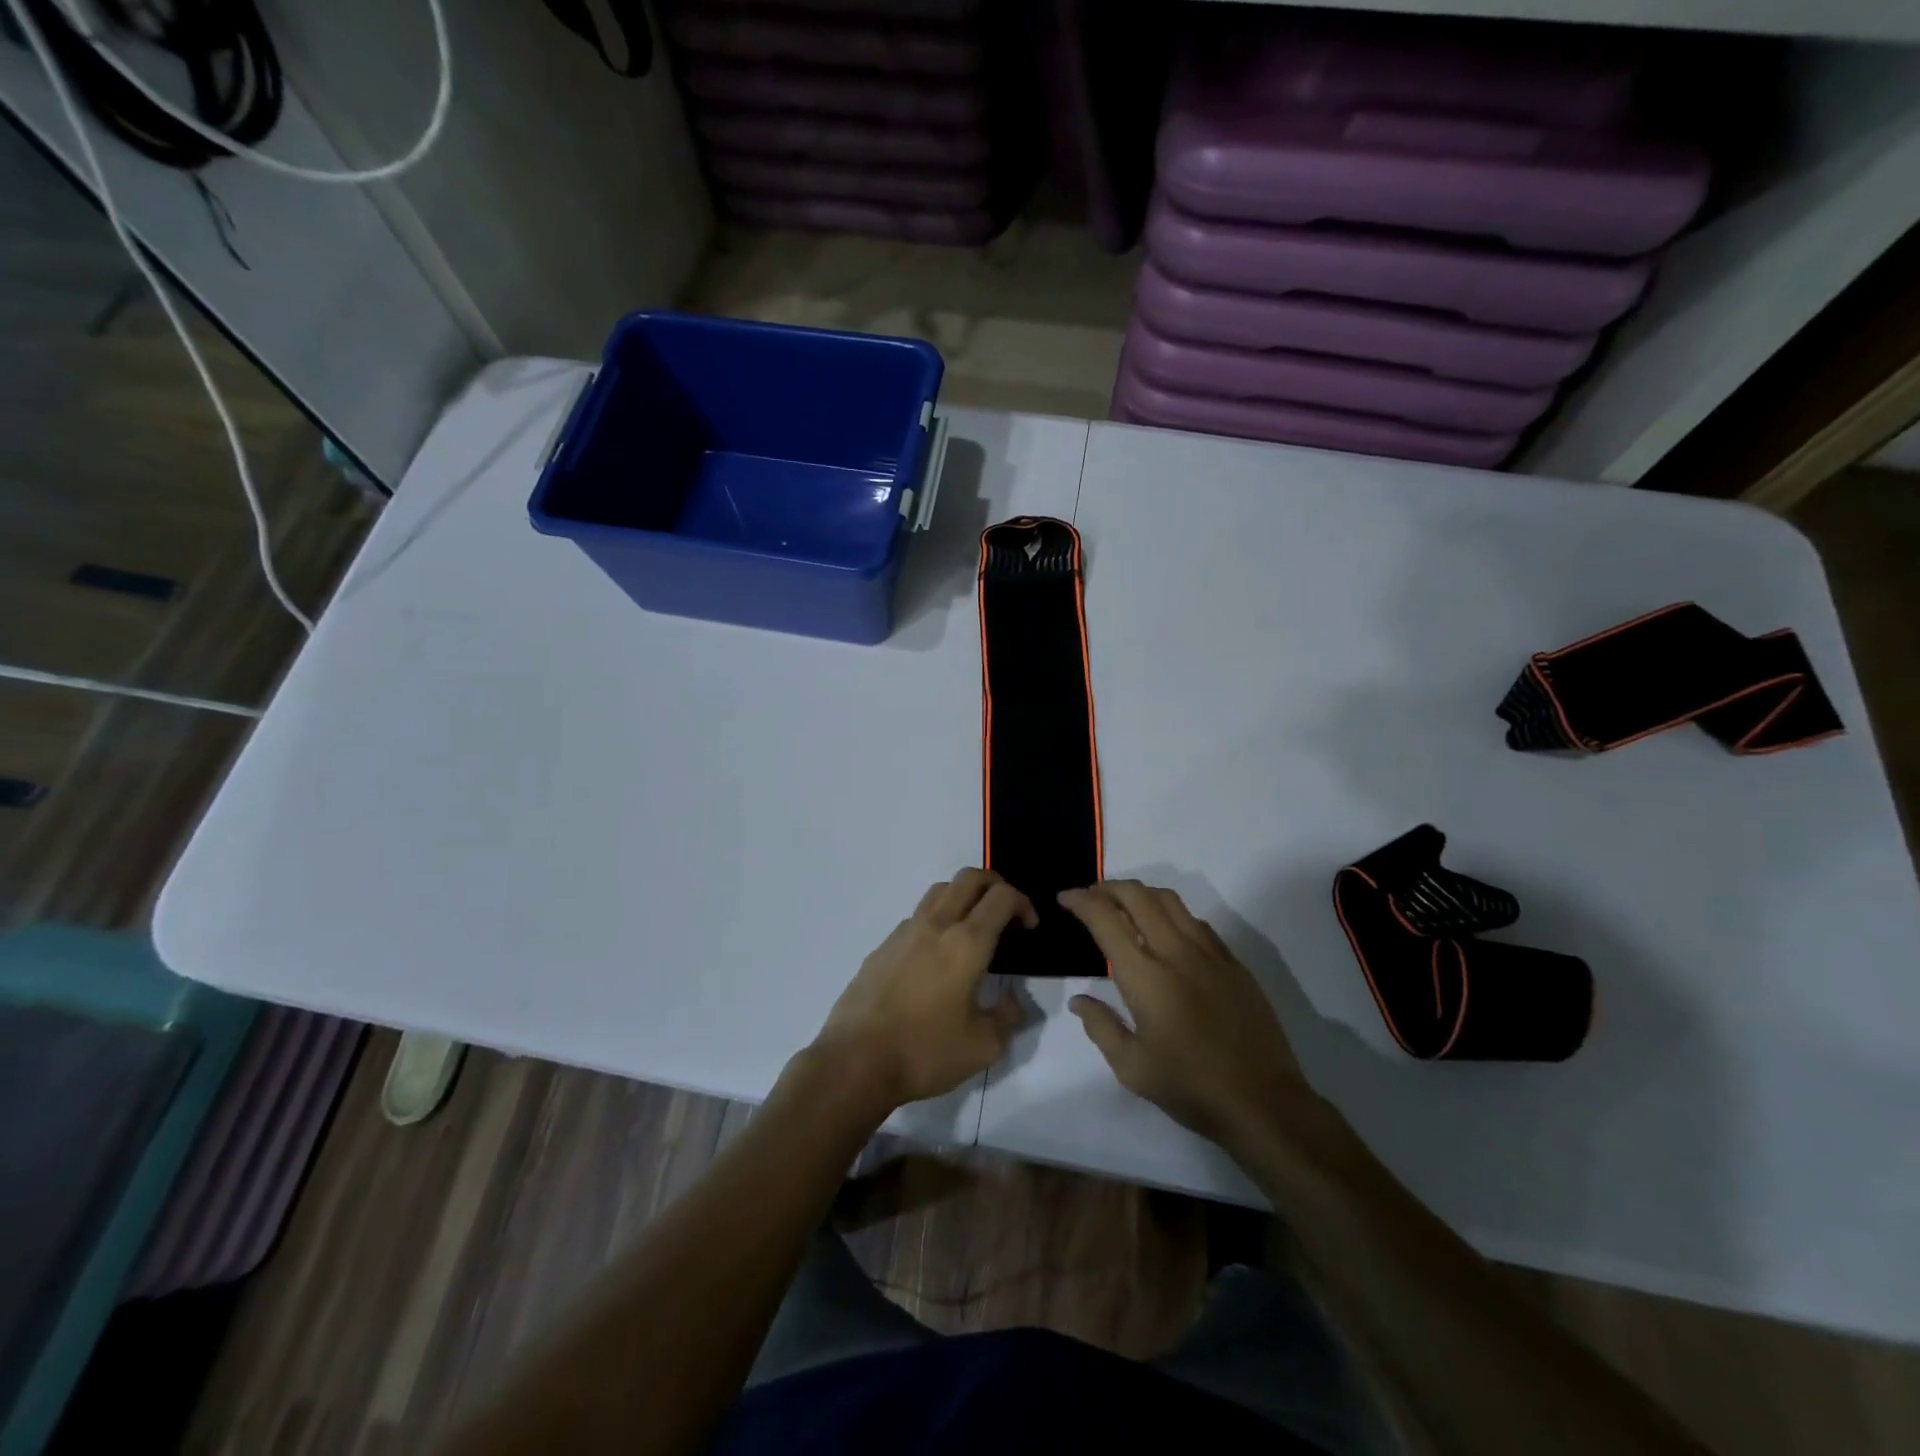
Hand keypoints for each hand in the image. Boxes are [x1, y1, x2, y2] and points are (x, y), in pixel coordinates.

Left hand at [810, 868, 1034, 1114]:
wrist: (855, 1061)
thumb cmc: (924, 1052)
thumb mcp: (983, 1046)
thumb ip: (1007, 1017)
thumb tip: (1011, 1000)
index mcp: (966, 943)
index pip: (1001, 897)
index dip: (1023, 903)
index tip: (1029, 927)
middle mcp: (936, 925)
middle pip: (969, 878)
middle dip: (995, 884)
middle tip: (1007, 912)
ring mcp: (904, 932)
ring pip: (940, 891)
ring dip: (964, 896)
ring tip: (973, 928)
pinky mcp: (882, 946)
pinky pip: (917, 917)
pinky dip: (937, 920)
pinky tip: (937, 957)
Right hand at [1062, 881, 1312, 1147]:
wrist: (1263, 1102)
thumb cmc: (1190, 1088)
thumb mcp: (1132, 1068)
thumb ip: (1101, 1027)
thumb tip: (1079, 1000)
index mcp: (1145, 976)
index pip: (1105, 919)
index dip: (1081, 901)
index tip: (1065, 898)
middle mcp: (1176, 951)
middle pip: (1137, 895)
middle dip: (1107, 887)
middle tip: (1089, 896)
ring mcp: (1209, 953)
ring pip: (1169, 900)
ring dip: (1140, 894)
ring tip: (1123, 906)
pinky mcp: (1233, 962)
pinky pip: (1195, 921)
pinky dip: (1170, 913)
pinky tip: (1164, 932)